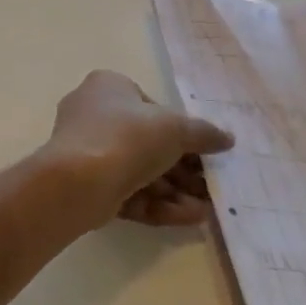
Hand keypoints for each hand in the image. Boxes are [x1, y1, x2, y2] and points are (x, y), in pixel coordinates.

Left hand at [40, 71, 233, 231]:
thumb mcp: (175, 128)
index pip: (150, 107)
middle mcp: (92, 114)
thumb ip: (203, 133)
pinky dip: (157, 203)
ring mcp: (86, 151)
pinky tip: (189, 217)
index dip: (181, 131)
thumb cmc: (126, 137)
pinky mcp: (86, 185)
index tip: (205, 152)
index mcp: (108, 87)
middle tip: (211, 186)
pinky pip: (127, 191)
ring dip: (175, 190)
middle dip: (182, 168)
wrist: (78, 180)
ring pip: (139, 171)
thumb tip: (227, 138)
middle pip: (147, 143)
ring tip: (206, 209)